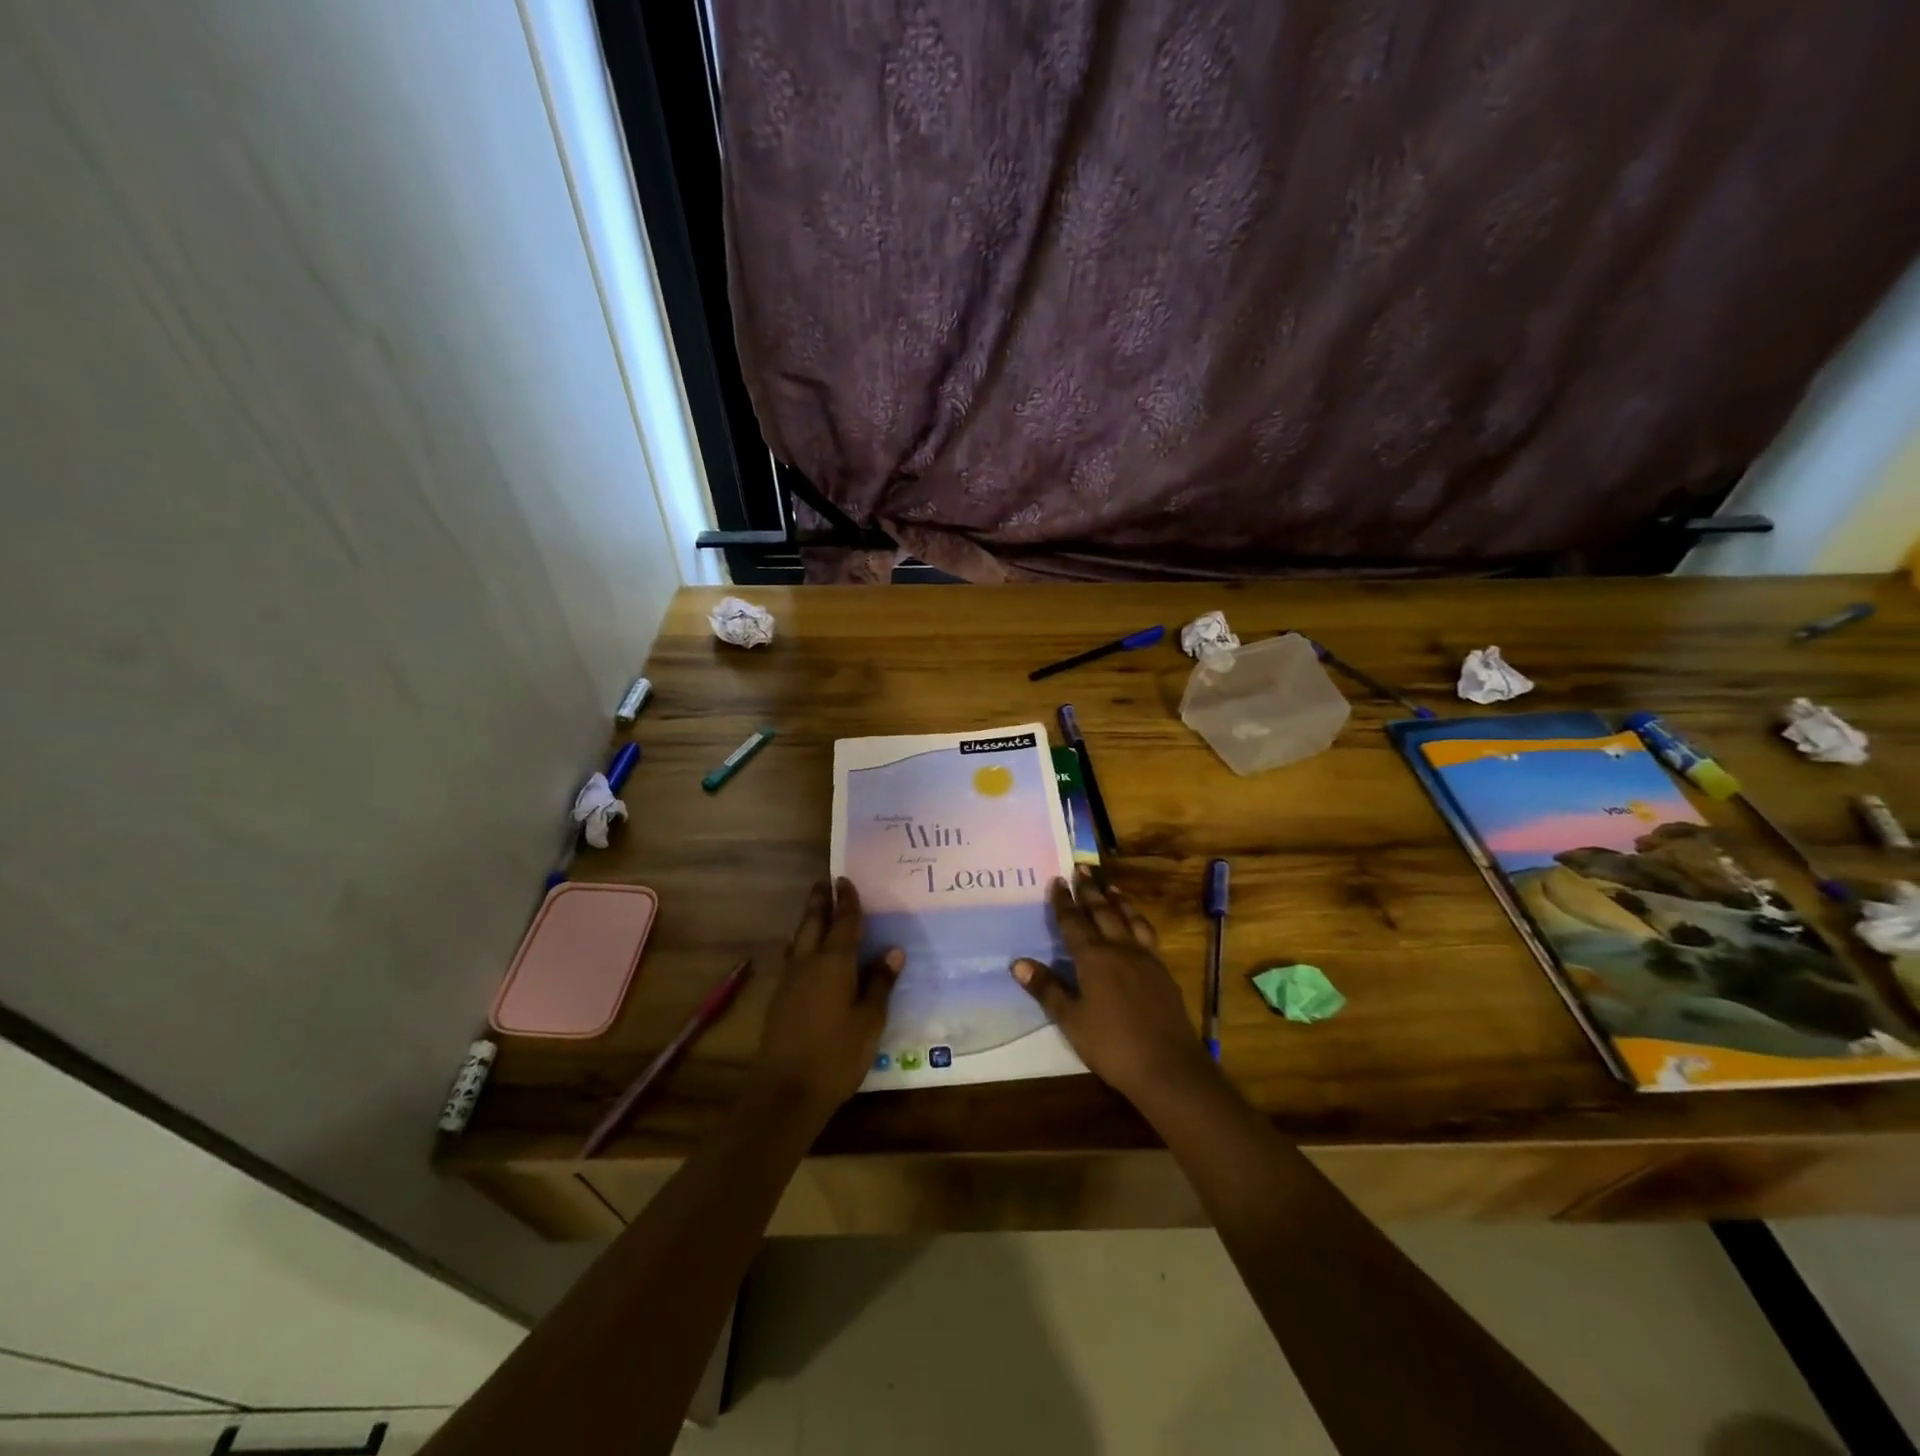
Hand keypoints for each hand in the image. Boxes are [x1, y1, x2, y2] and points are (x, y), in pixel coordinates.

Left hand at [752, 878, 902, 1117]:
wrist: (786, 1090)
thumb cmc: (837, 1054)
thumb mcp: (870, 1020)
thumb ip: (880, 983)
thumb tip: (892, 951)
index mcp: (834, 962)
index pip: (844, 922)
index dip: (847, 901)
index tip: (845, 879)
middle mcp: (808, 962)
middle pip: (813, 922)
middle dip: (820, 901)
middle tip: (824, 881)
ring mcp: (789, 979)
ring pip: (799, 938)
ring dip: (807, 920)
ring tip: (815, 908)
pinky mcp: (779, 997)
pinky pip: (792, 956)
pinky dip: (800, 943)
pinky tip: (803, 950)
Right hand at [1011, 872, 1216, 1104]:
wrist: (1168, 1066)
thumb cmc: (1112, 1044)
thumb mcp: (1071, 1021)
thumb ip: (1047, 989)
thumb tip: (1018, 962)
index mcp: (1094, 958)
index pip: (1073, 922)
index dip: (1063, 901)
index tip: (1057, 880)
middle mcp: (1119, 949)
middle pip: (1102, 912)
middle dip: (1089, 890)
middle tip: (1080, 869)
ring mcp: (1145, 958)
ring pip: (1129, 918)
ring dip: (1117, 900)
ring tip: (1109, 885)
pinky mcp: (1162, 970)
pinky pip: (1147, 933)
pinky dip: (1138, 919)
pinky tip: (1137, 923)